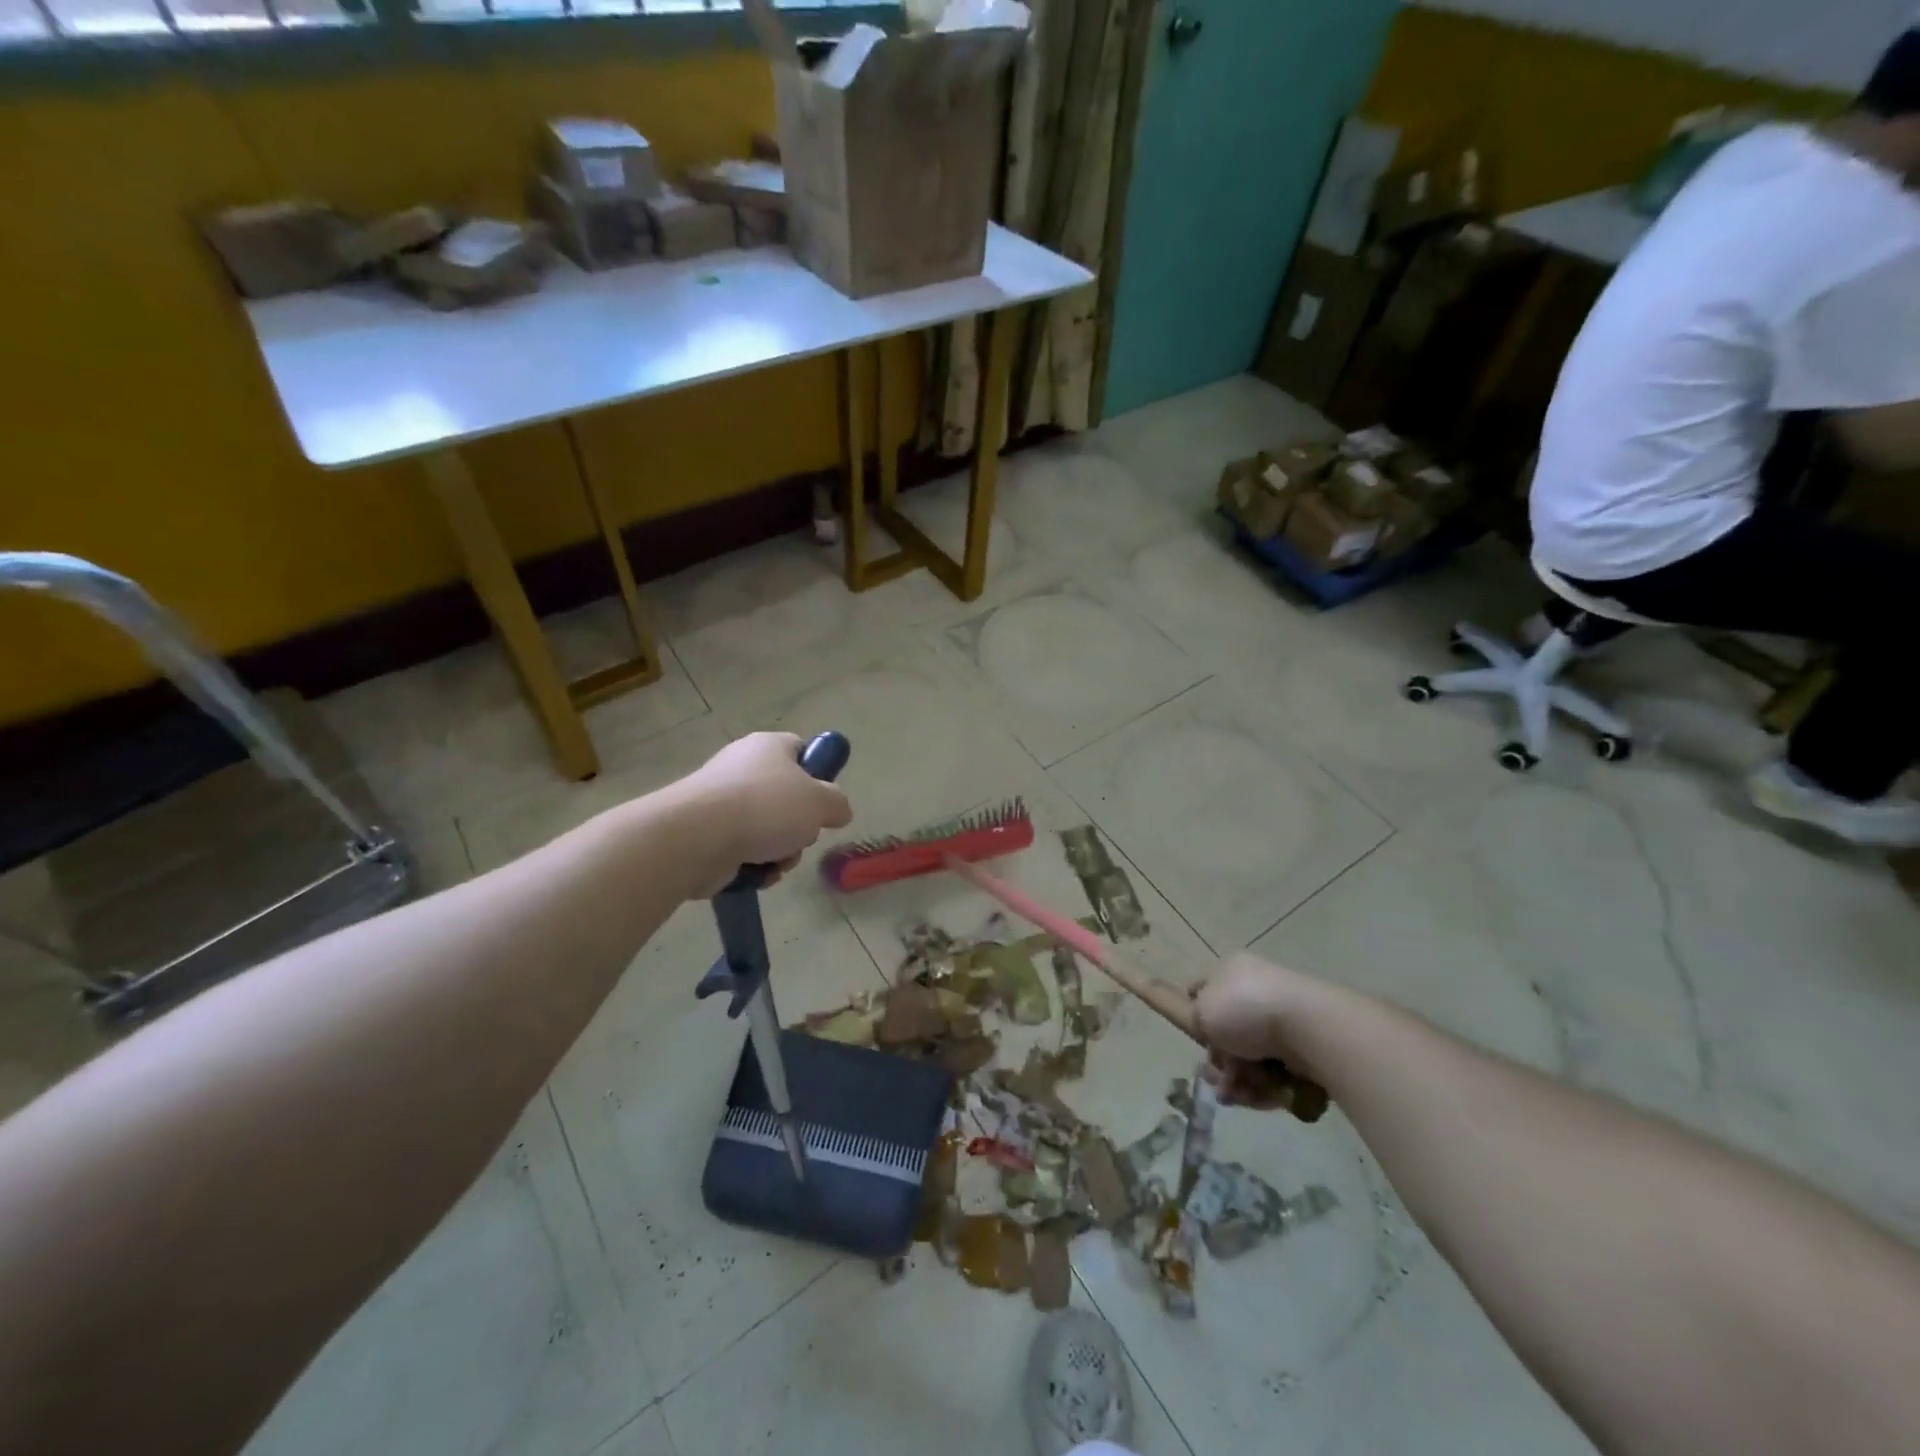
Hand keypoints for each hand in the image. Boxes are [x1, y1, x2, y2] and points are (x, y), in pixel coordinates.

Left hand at [674, 733, 853, 895]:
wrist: (698, 837)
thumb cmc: (766, 807)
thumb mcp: (821, 802)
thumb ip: (838, 803)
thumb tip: (838, 810)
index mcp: (769, 746)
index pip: (801, 750)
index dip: (817, 775)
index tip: (824, 801)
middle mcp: (743, 767)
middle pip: (787, 798)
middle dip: (800, 826)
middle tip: (802, 836)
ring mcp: (721, 801)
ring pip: (768, 829)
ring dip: (781, 852)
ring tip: (776, 861)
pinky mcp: (707, 833)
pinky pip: (744, 850)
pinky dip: (755, 866)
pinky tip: (757, 873)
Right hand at [1193, 953, 1326, 1111]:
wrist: (1307, 1029)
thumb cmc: (1245, 1010)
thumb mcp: (1202, 1010)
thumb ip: (1195, 1019)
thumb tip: (1209, 1031)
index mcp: (1233, 971)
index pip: (1205, 989)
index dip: (1195, 1013)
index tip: (1194, 1037)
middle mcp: (1258, 992)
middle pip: (1228, 1032)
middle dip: (1218, 1059)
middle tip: (1214, 1075)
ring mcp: (1284, 1022)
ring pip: (1250, 1057)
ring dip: (1237, 1079)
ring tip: (1233, 1094)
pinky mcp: (1304, 1051)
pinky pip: (1275, 1073)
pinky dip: (1263, 1088)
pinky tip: (1254, 1097)